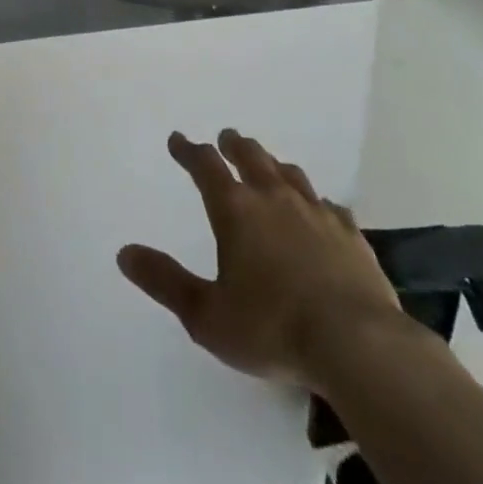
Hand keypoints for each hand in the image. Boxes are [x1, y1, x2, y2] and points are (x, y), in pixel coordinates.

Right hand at [118, 129, 400, 387]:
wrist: (358, 345)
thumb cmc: (273, 329)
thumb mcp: (207, 315)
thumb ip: (165, 282)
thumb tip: (124, 253)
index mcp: (235, 209)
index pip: (205, 166)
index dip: (188, 150)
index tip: (178, 140)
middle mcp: (274, 198)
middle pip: (251, 156)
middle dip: (234, 145)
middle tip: (226, 138)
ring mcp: (316, 213)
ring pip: (290, 173)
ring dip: (273, 164)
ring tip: (268, 165)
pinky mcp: (351, 235)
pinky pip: (329, 206)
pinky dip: (316, 202)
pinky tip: (320, 210)